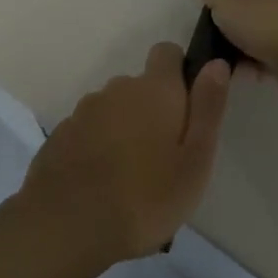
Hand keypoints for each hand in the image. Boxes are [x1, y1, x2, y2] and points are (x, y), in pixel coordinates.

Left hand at [17, 44, 231, 265]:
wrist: (67, 224)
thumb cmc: (145, 197)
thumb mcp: (194, 161)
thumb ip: (207, 108)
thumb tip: (216, 64)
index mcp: (154, 90)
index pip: (167, 53)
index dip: (179, 72)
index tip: (186, 107)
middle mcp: (117, 88)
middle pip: (140, 86)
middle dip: (152, 110)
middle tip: (162, 158)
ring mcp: (84, 111)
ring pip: (113, 109)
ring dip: (123, 129)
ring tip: (130, 177)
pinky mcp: (61, 134)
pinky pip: (88, 130)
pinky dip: (97, 146)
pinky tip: (100, 183)